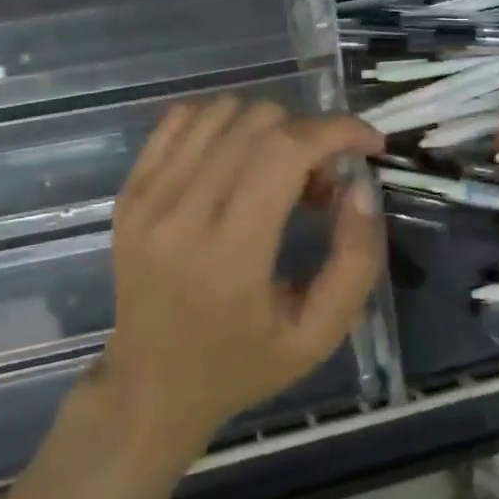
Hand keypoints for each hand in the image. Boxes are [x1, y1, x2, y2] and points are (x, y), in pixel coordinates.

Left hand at [98, 97, 385, 457]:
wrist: (150, 387)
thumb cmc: (242, 366)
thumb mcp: (318, 336)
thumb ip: (355, 262)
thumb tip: (361, 187)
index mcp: (229, 254)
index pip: (286, 150)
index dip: (337, 130)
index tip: (369, 142)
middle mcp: (180, 213)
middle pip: (258, 122)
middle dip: (308, 135)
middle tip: (322, 181)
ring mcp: (146, 197)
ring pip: (222, 111)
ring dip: (267, 127)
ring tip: (279, 172)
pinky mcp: (129, 192)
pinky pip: (181, 120)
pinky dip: (222, 124)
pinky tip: (237, 160)